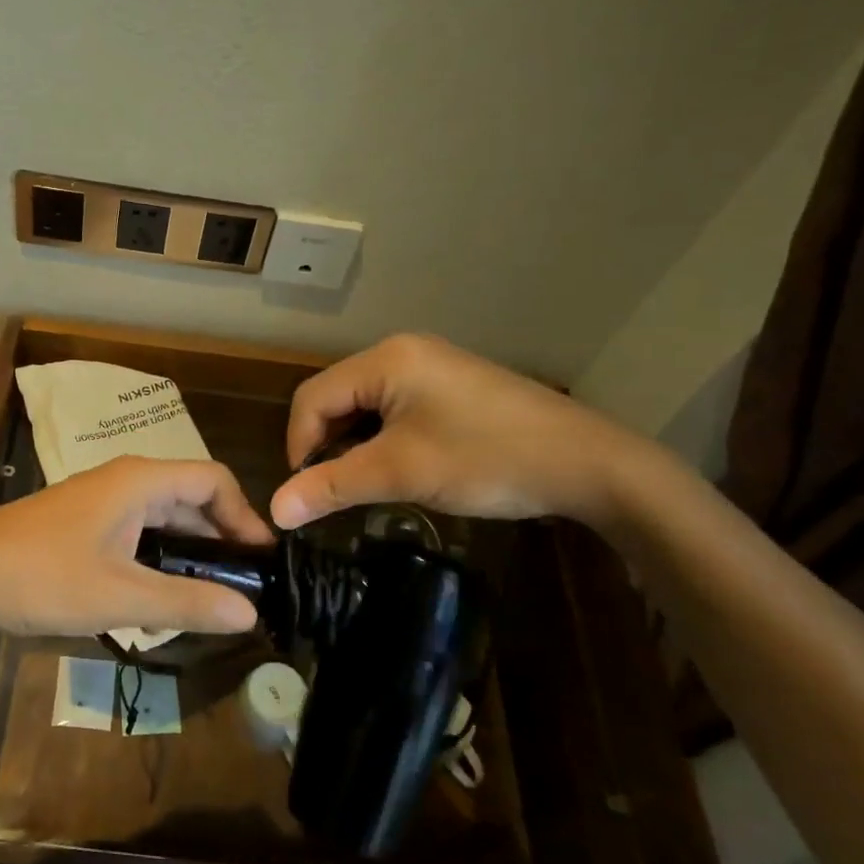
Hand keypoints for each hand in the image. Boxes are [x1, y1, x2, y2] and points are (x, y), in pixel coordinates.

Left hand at [0, 456, 274, 636]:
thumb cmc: (39, 577)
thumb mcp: (118, 596)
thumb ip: (186, 602)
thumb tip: (250, 612)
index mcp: (140, 481)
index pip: (214, 481)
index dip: (246, 517)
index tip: (262, 563)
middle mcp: (126, 481)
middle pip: (192, 499)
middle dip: (221, 540)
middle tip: (244, 590)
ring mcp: (102, 501)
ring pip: (164, 519)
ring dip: (190, 553)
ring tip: (211, 599)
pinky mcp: (85, 524)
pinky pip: (139, 533)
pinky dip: (160, 559)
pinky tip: (162, 598)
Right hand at [269, 333, 645, 531]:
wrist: (589, 464)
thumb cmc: (486, 458)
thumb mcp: (402, 473)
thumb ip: (333, 486)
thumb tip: (275, 511)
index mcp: (386, 359)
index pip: (312, 397)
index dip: (299, 446)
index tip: (309, 493)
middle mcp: (403, 352)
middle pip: (337, 397)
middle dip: (328, 445)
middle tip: (338, 491)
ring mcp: (432, 367)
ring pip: (366, 406)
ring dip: (356, 445)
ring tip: (369, 484)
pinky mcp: (452, 387)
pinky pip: (397, 409)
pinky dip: (385, 440)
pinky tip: (402, 468)